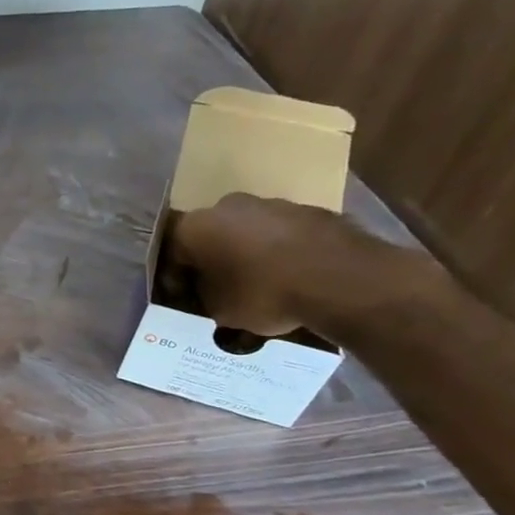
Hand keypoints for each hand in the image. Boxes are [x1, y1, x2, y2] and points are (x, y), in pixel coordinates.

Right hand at [164, 194, 403, 338]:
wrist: (343, 280)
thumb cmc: (265, 294)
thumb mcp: (219, 310)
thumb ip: (204, 295)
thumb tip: (207, 292)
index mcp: (196, 226)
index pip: (171, 252)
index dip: (175, 279)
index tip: (183, 300)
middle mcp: (228, 206)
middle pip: (211, 235)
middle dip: (212, 260)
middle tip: (217, 289)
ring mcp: (273, 204)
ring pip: (247, 232)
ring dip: (247, 254)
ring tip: (257, 286)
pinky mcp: (311, 211)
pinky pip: (282, 235)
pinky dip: (279, 253)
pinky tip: (288, 278)